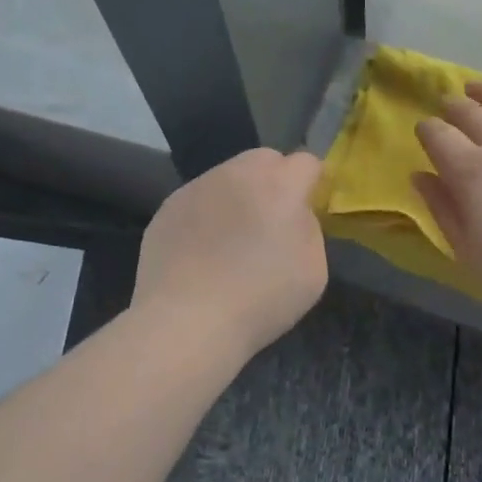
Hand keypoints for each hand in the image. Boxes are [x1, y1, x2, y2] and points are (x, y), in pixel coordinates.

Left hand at [133, 148, 327, 360]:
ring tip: (232, 238)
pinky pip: (198, 200)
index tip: (310, 206)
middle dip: (274, 180)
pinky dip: (207, 215)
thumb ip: (309, 229)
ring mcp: (198, 187)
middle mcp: (237, 173)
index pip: (306, 162)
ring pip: (228, 176)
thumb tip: (295, 215)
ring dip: (238, 195)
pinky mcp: (168, 207)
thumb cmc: (262, 299)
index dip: (312, 182)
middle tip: (272, 219)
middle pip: (264, 159)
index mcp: (280, 185)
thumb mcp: (314, 270)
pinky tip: (203, 251)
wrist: (188, 322)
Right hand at [414, 83, 481, 322]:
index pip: (438, 136)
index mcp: (472, 169)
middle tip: (449, 103)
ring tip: (480, 89)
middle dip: (455, 106)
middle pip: (472, 112)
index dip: (427, 130)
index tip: (424, 131)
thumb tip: (421, 176)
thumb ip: (443, 209)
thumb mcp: (470, 250)